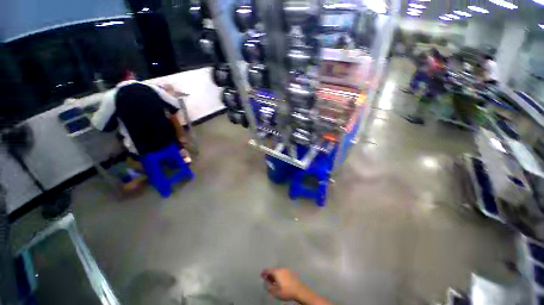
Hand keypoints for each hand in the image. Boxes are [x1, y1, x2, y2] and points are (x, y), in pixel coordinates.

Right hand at [261, 268, 306, 301]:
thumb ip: (269, 287)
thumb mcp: (275, 292)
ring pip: (278, 271)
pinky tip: (279, 280)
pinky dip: (278, 275)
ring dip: (274, 274)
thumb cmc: (286, 291)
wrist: (299, 290)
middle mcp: (281, 268)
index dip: (264, 272)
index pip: (268, 270)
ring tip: (272, 281)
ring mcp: (286, 269)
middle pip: (273, 270)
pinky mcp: (290, 272)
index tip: (261, 275)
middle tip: (266, 279)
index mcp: (277, 272)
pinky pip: (282, 272)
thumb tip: (265, 283)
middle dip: (269, 274)